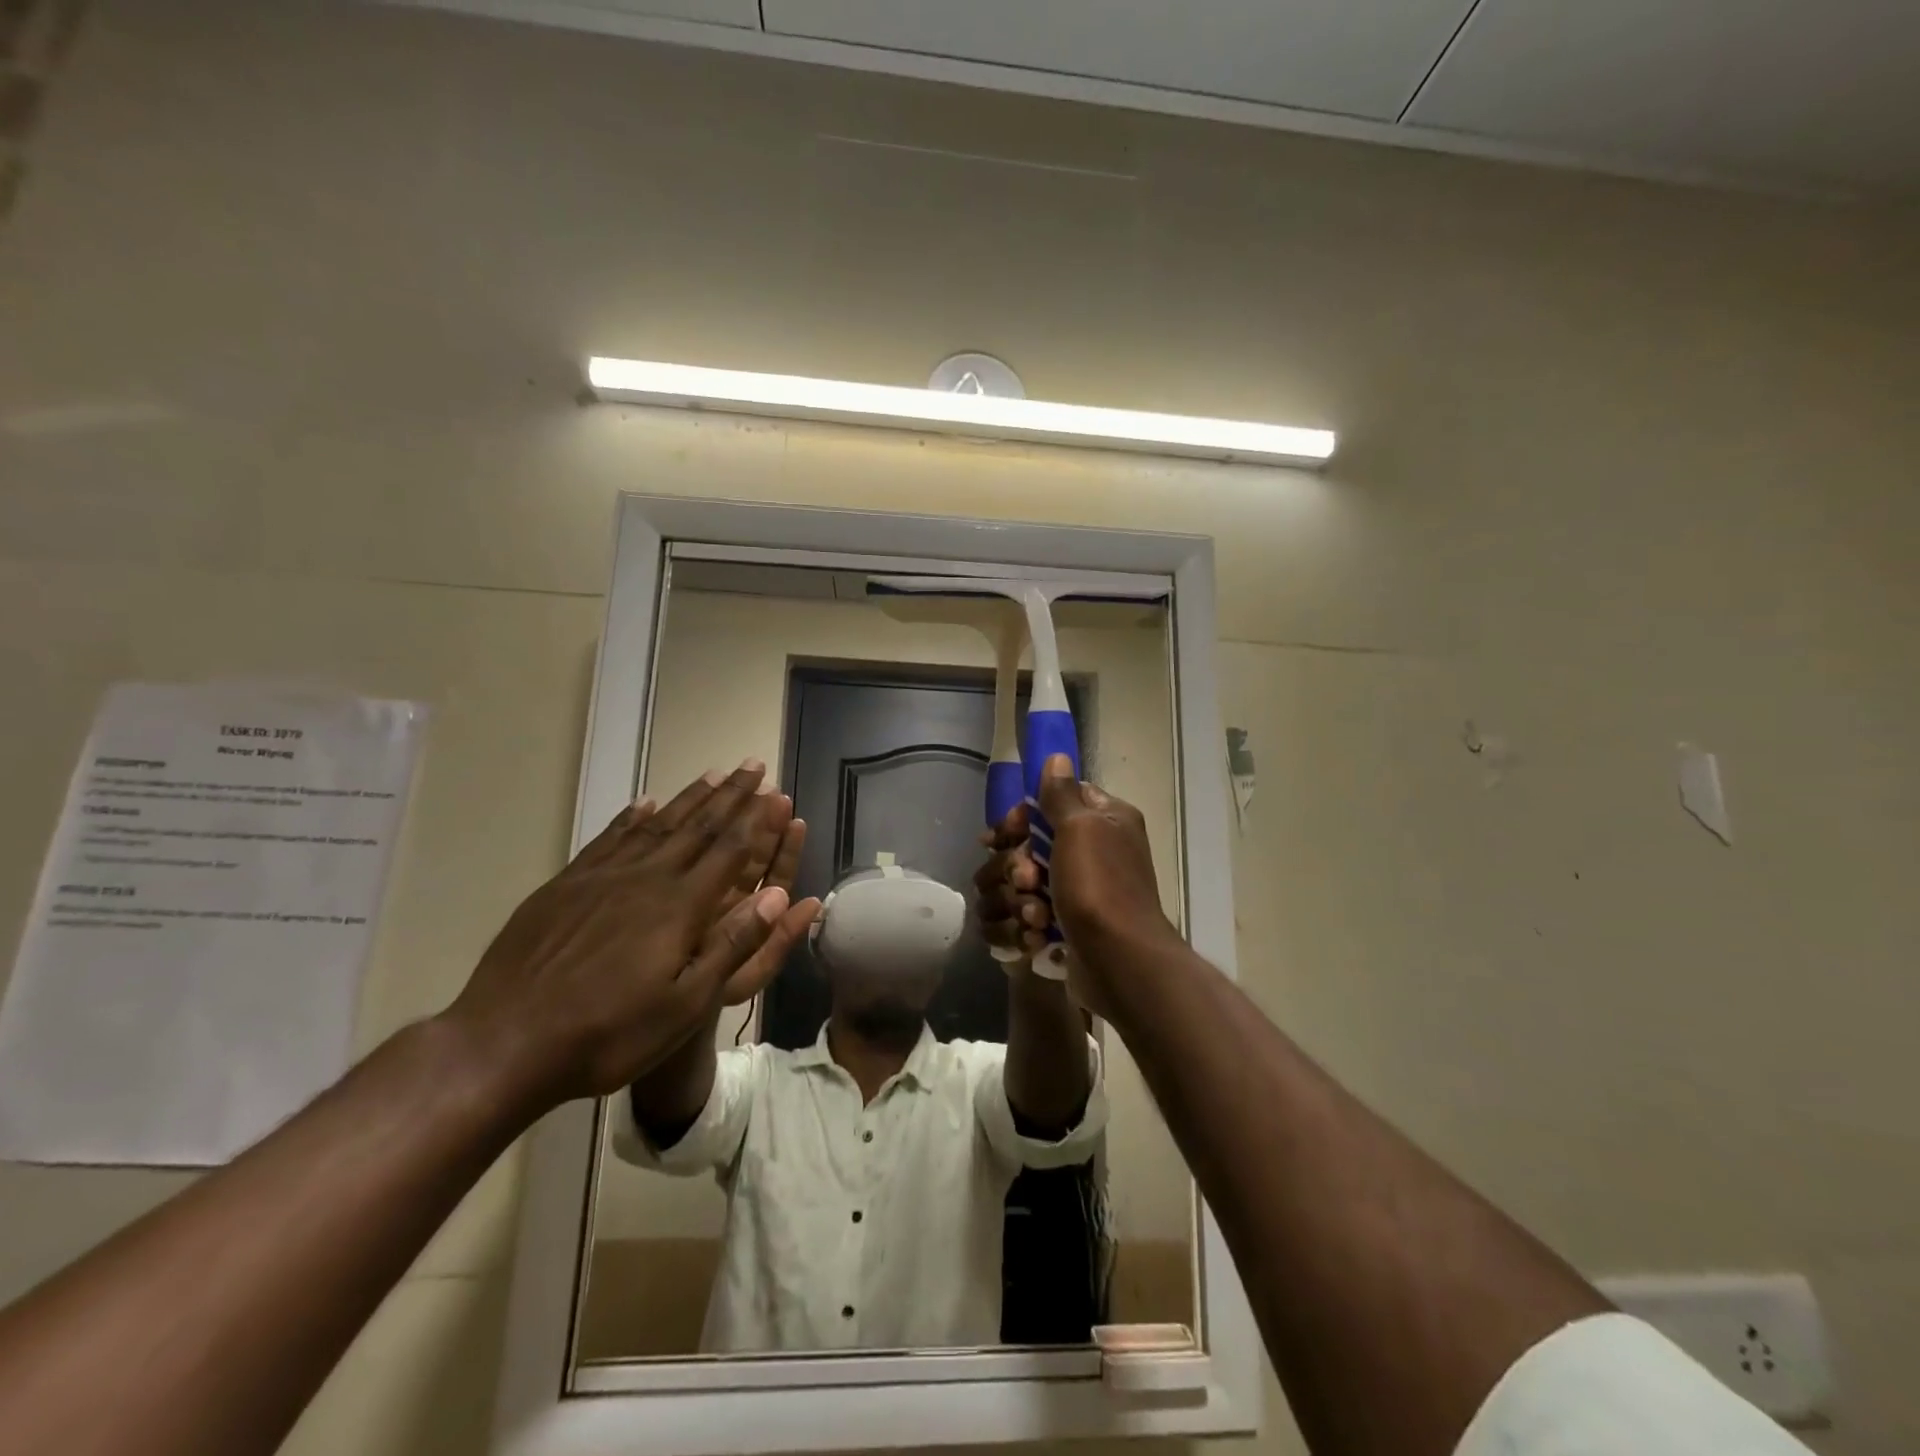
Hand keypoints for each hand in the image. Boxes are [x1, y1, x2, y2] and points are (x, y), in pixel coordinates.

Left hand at [443, 761, 820, 1108]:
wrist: (502, 1044)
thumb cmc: (607, 1034)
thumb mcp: (684, 1005)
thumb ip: (731, 946)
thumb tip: (776, 895)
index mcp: (679, 907)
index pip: (729, 851)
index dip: (756, 819)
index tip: (774, 790)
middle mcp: (646, 878)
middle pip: (698, 827)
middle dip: (731, 794)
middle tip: (753, 765)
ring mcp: (601, 878)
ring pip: (656, 825)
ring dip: (689, 797)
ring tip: (713, 773)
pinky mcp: (564, 886)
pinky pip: (608, 839)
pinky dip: (631, 817)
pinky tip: (644, 803)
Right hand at [976, 758, 1177, 1014]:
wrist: (1119, 964)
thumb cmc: (1100, 889)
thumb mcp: (1081, 829)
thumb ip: (1061, 794)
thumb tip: (1056, 756)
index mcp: (1104, 821)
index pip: (1049, 801)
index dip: (1022, 817)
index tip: (1005, 834)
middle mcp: (1092, 851)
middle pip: (1026, 845)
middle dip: (1017, 867)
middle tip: (1028, 881)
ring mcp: (1074, 892)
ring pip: (1018, 885)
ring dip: (1019, 901)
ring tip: (1036, 917)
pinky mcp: (1061, 926)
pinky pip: (1023, 918)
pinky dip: (1024, 929)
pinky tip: (1036, 939)